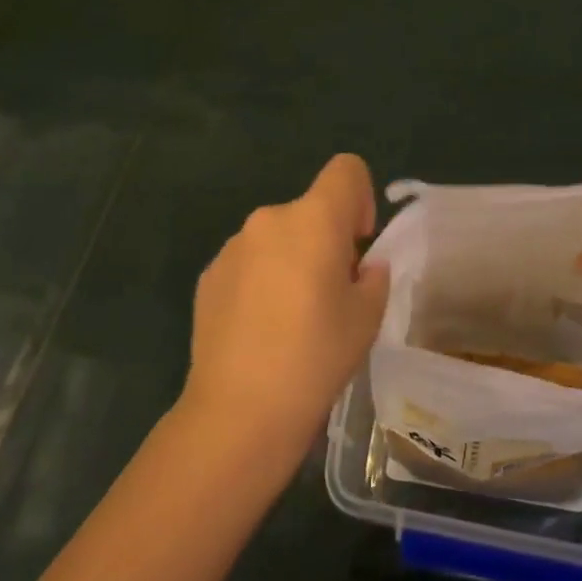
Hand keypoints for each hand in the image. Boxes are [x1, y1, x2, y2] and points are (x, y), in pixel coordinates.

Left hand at [183, 154, 391, 457]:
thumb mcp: (368, 316)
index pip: (347, 169)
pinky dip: (262, 281)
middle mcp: (269, 219)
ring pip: (278, 237)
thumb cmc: (316, 356)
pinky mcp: (208, 276)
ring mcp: (232, 247)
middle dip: (327, 240)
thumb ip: (373, 277)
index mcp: (314, 219)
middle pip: (310, 210)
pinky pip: (249, 263)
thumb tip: (361, 268)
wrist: (239, 410)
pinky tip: (260, 330)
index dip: (361, 198)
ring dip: (292, 260)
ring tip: (292, 319)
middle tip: (332, 296)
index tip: (358, 245)